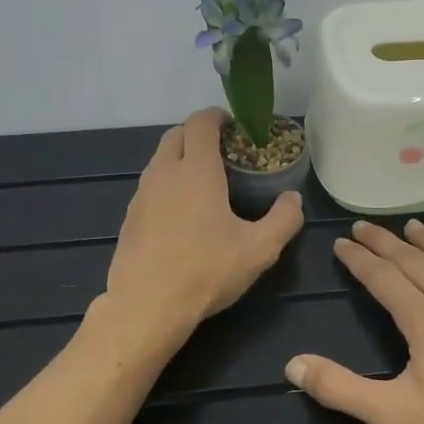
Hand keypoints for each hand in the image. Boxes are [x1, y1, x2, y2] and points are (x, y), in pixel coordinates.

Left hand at [101, 108, 305, 341]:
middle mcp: (164, 172)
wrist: (146, 307)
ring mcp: (141, 195)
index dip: (218, 117)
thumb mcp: (259, 250)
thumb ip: (283, 220)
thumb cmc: (206, 272)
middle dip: (199, 134)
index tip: (235, 126)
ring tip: (205, 184)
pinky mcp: (129, 217)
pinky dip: (167, 185)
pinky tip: (183, 215)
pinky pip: (150, 186)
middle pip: (176, 134)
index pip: (201, 122)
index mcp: (196, 170)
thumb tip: (293, 199)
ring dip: (181, 159)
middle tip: (224, 153)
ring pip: (160, 160)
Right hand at [285, 219, 423, 423]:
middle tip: (366, 225)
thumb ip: (341, 389)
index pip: (382, 278)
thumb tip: (292, 365)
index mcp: (423, 319)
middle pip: (414, 261)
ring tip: (412, 226)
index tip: (342, 242)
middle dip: (386, 242)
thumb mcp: (395, 415)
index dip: (359, 259)